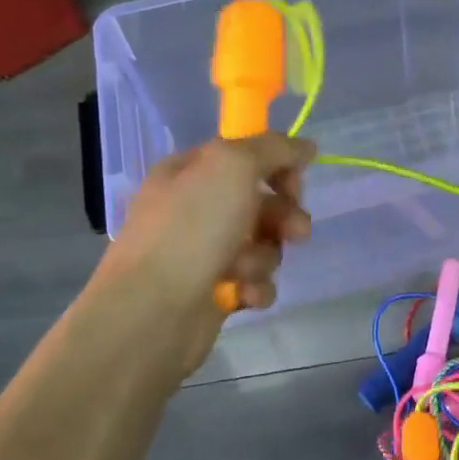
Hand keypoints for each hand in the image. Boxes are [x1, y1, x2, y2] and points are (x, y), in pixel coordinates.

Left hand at [89, 136, 315, 370]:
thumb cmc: (190, 229)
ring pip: (263, 245)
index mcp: (189, 172)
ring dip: (264, 257)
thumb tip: (306, 147)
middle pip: (260, 202)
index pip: (246, 156)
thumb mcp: (232, 166)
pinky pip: (254, 282)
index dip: (278, 167)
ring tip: (244, 270)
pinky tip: (244, 295)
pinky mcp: (214, 291)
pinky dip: (255, 287)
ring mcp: (203, 252)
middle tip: (294, 232)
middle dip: (283, 217)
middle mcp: (195, 208)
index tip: (295, 185)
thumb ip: (274, 148)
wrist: (152, 312)